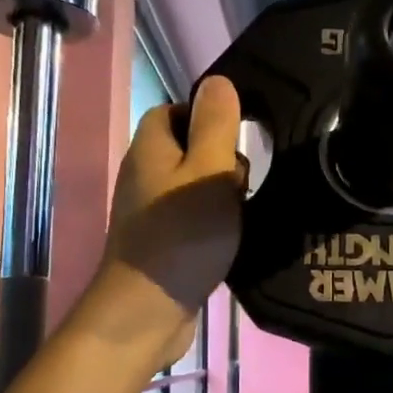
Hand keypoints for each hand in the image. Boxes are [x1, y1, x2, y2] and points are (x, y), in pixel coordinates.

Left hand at [89, 75, 244, 364]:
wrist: (146, 311)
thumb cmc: (182, 235)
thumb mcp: (209, 171)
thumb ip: (216, 125)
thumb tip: (219, 81)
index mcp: (150, 149)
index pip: (173, 110)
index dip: (206, 113)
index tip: (241, 131)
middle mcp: (144, 176)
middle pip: (185, 149)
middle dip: (221, 157)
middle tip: (247, 177)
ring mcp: (150, 213)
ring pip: (192, 186)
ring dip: (221, 193)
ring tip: (248, 207)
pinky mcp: (161, 244)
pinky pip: (192, 219)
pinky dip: (214, 222)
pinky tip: (236, 235)